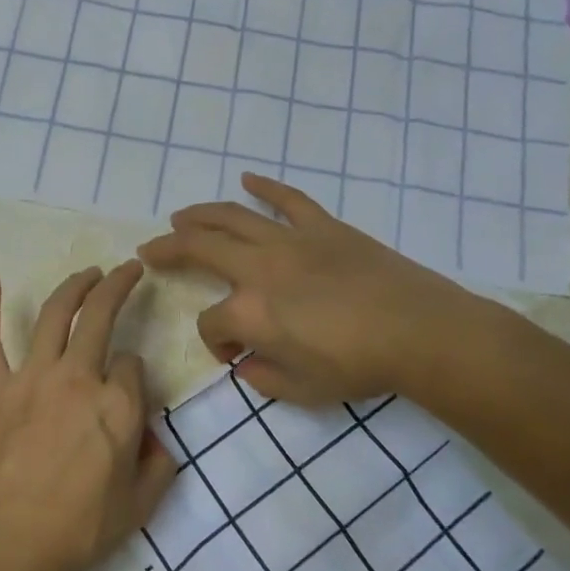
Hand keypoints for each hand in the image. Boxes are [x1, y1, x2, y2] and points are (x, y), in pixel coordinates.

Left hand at [0, 261, 177, 570]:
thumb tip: (154, 439)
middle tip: (127, 271)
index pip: (134, 365)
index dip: (136, 373)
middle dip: (118, 287)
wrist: (11, 547)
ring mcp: (33, 379)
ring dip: (73, 286)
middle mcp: (80, 378)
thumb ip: (158, 465)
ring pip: (55, 315)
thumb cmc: (80, 531)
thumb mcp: (141, 506)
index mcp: (119, 405)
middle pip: (101, 317)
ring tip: (87, 272)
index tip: (129, 389)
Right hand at [138, 173, 499, 406]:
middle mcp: (258, 268)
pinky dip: (266, 188)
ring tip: (180, 216)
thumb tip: (247, 363)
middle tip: (150, 248)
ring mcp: (290, 241)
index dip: (214, 342)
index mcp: (249, 312)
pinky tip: (248, 179)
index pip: (211, 323)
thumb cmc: (358, 366)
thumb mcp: (302, 391)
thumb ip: (263, 378)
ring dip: (200, 214)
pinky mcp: (323, 227)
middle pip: (199, 249)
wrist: (420, 332)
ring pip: (232, 217)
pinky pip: (288, 200)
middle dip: (169, 249)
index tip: (234, 356)